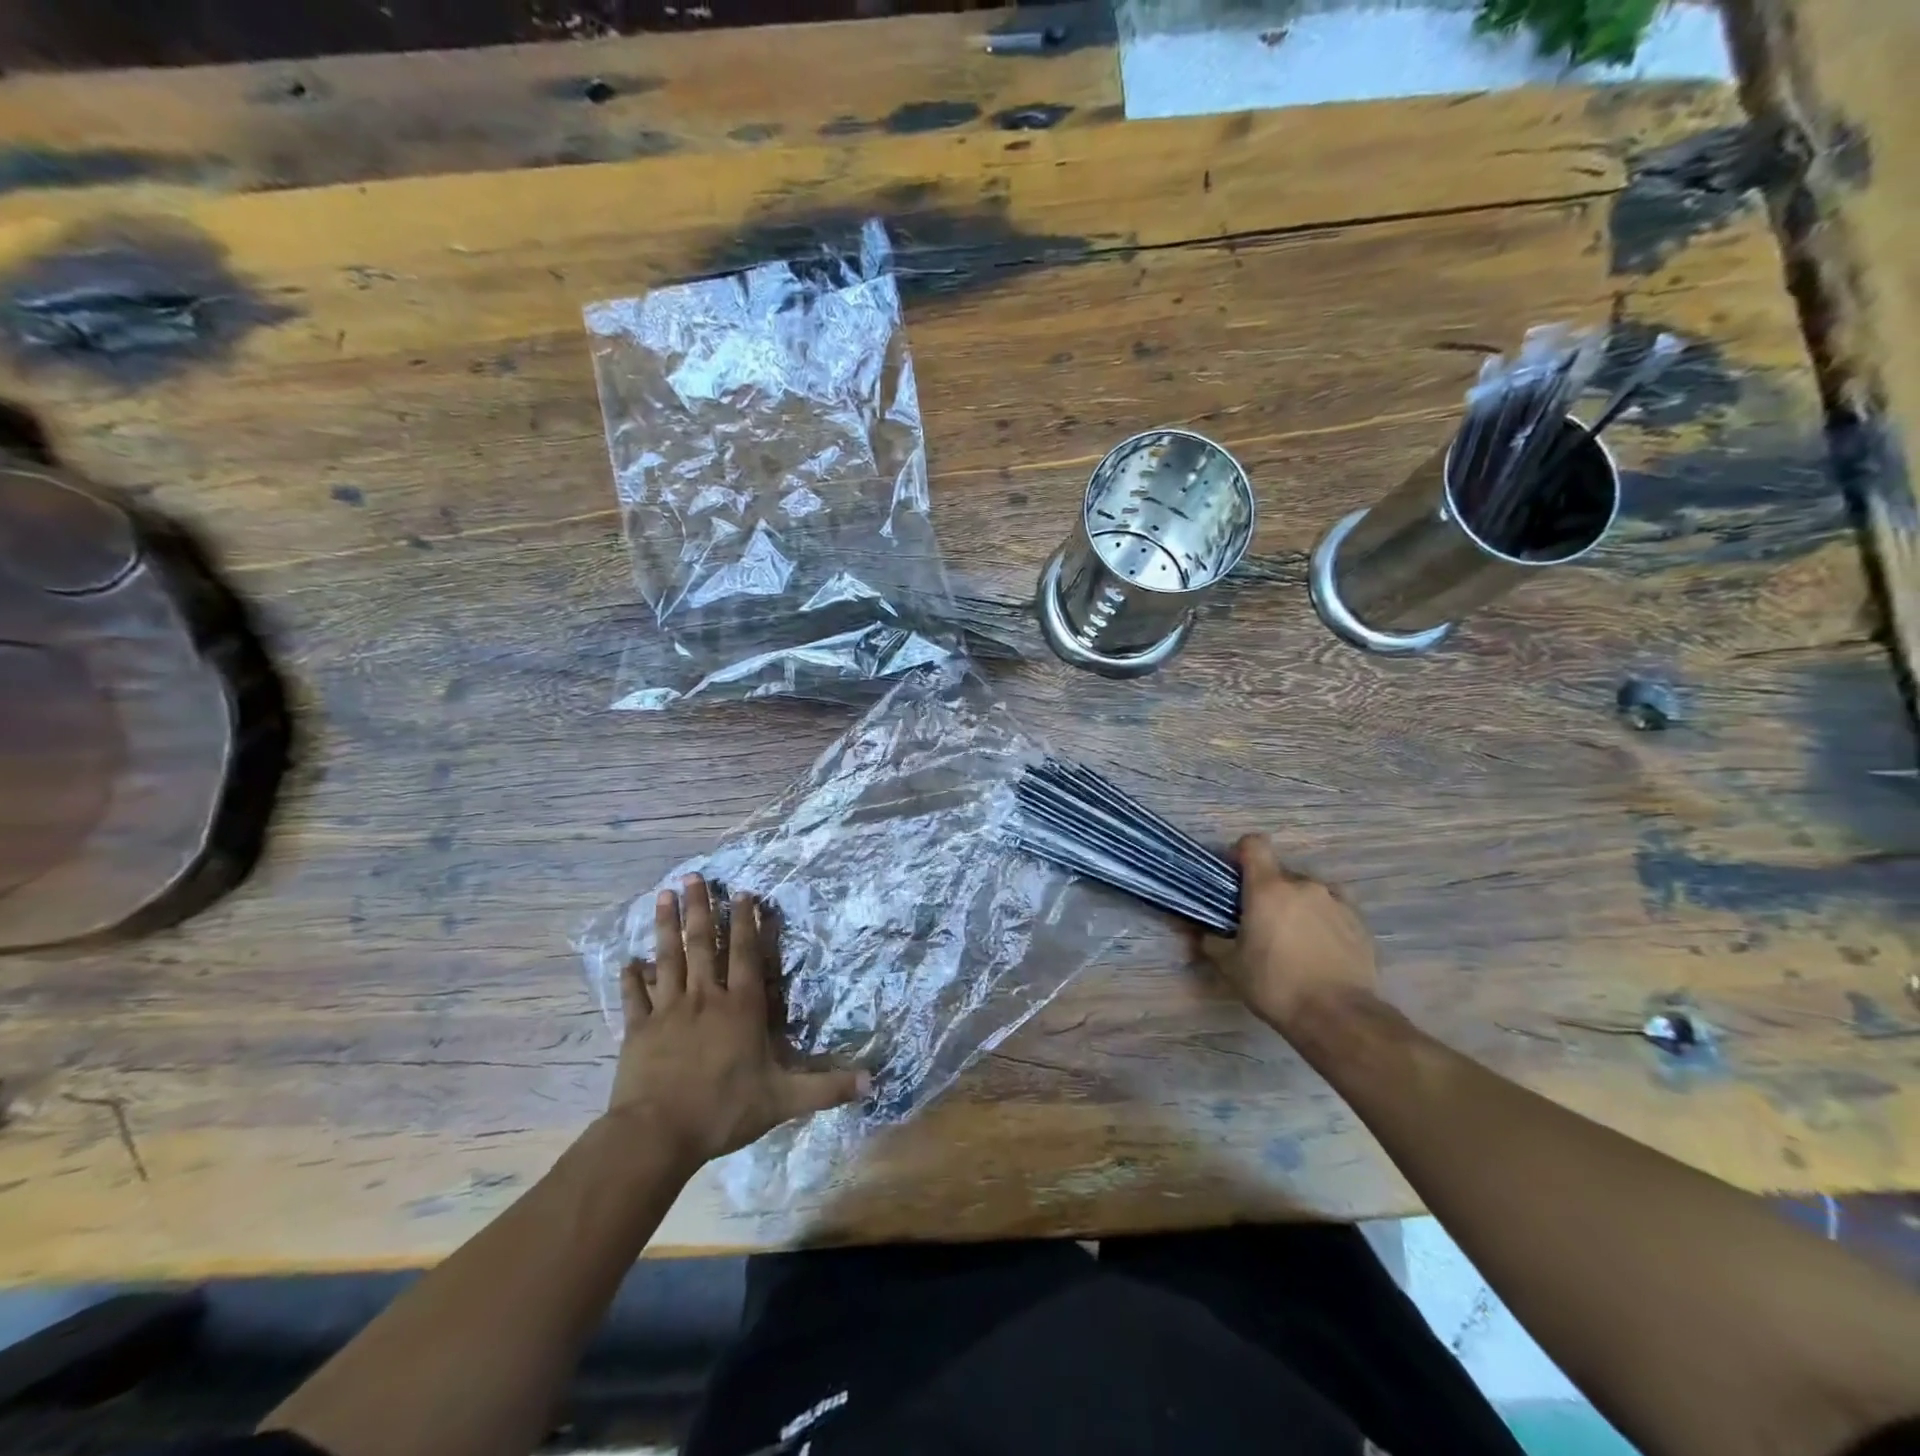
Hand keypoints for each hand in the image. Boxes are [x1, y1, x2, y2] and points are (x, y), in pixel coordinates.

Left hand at [608, 875, 866, 1167]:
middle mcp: (704, 998)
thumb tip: (872, 1083)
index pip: (744, 955)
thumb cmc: (723, 1110)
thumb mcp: (783, 1100)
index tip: (741, 892)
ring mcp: (667, 1011)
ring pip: (667, 959)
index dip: (744, 922)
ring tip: (662, 895)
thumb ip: (826, 1088)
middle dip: (699, 908)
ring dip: (665, 926)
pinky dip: (630, 978)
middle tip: (693, 876)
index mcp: (740, 1008)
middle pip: (702, 944)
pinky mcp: (638, 1030)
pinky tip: (627, 960)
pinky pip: (634, 997)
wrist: (657, 1134)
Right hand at [1203, 835, 1378, 1034]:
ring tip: (1295, 937)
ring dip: (1298, 904)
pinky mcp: (1360, 922)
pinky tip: (1320, 947)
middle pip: (1280, 873)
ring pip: (1309, 891)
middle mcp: (1304, 885)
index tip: (1235, 876)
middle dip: (1269, 890)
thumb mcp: (1231, 967)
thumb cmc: (1276, 985)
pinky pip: (1334, 908)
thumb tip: (1202, 933)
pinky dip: (1323, 919)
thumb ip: (1212, 942)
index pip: (1254, 844)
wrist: (1339, 1016)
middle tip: (1261, 921)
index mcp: (1269, 888)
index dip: (1241, 853)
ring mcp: (1336, 901)